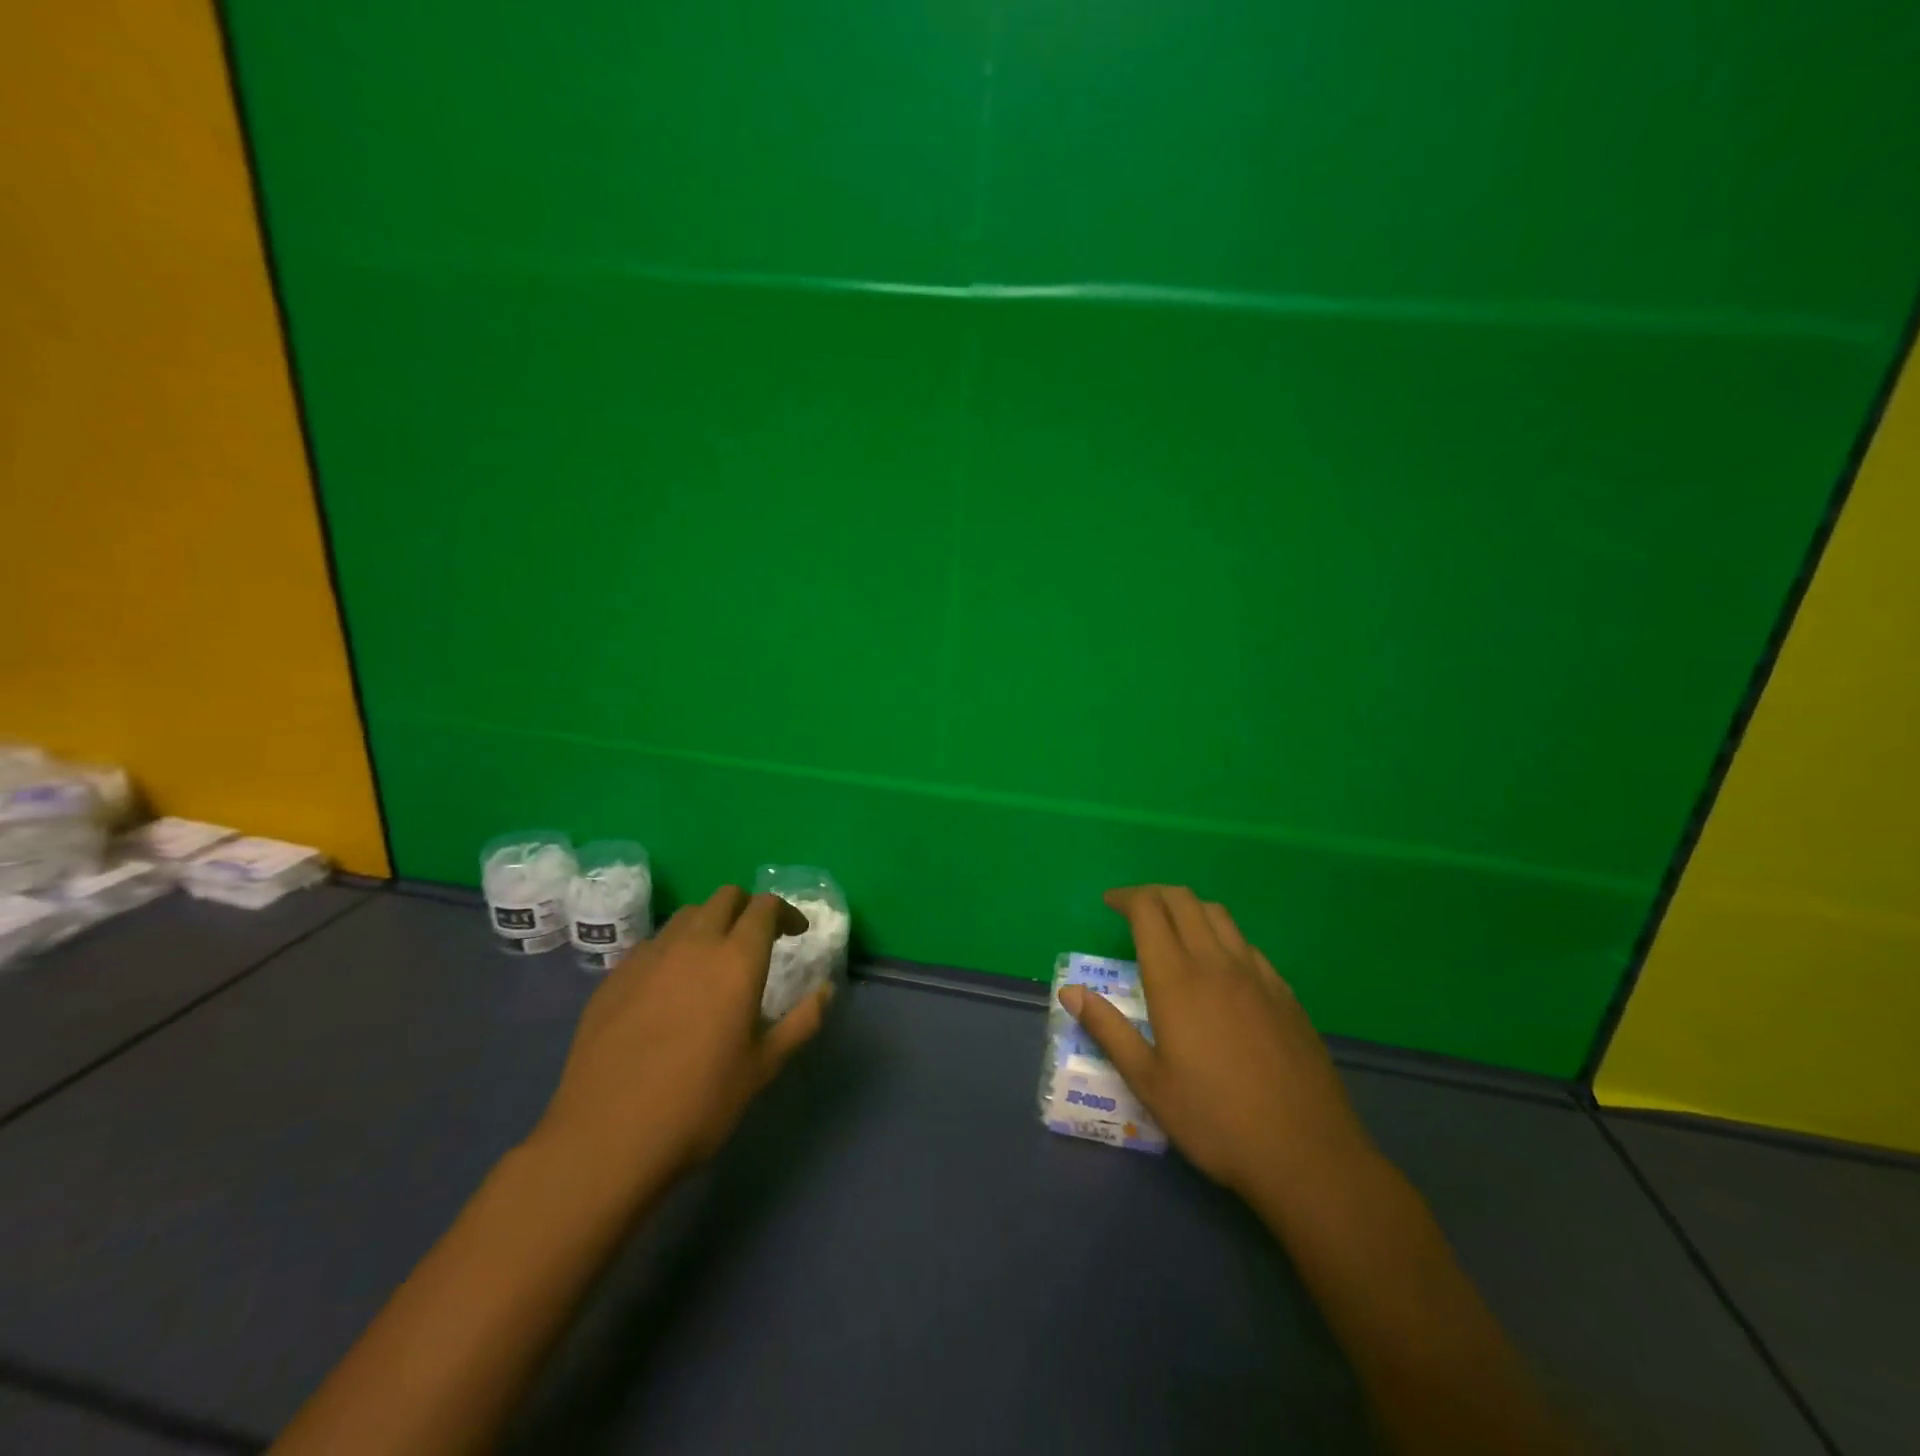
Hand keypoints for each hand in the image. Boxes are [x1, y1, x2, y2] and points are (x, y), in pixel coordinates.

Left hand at [535, 885, 828, 1179]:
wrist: (605, 1138)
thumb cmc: (698, 1104)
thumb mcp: (762, 1068)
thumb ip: (800, 1023)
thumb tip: (826, 991)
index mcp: (737, 960)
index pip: (764, 907)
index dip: (784, 912)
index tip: (796, 933)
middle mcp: (694, 944)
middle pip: (725, 897)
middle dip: (747, 908)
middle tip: (758, 938)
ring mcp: (649, 956)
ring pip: (687, 915)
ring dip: (709, 923)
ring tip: (714, 959)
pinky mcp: (614, 977)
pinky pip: (653, 944)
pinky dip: (673, 949)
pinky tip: (670, 987)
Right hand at [1059, 885, 1368, 1194]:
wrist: (1307, 1154)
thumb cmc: (1215, 1121)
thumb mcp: (1148, 1083)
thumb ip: (1108, 1029)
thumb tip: (1069, 991)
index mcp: (1176, 980)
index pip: (1149, 911)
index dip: (1126, 897)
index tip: (1109, 903)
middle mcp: (1216, 963)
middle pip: (1183, 900)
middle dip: (1154, 894)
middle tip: (1134, 910)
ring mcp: (1257, 975)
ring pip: (1218, 915)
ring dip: (1188, 908)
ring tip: (1173, 929)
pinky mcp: (1284, 992)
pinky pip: (1246, 944)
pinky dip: (1221, 936)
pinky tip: (1219, 968)